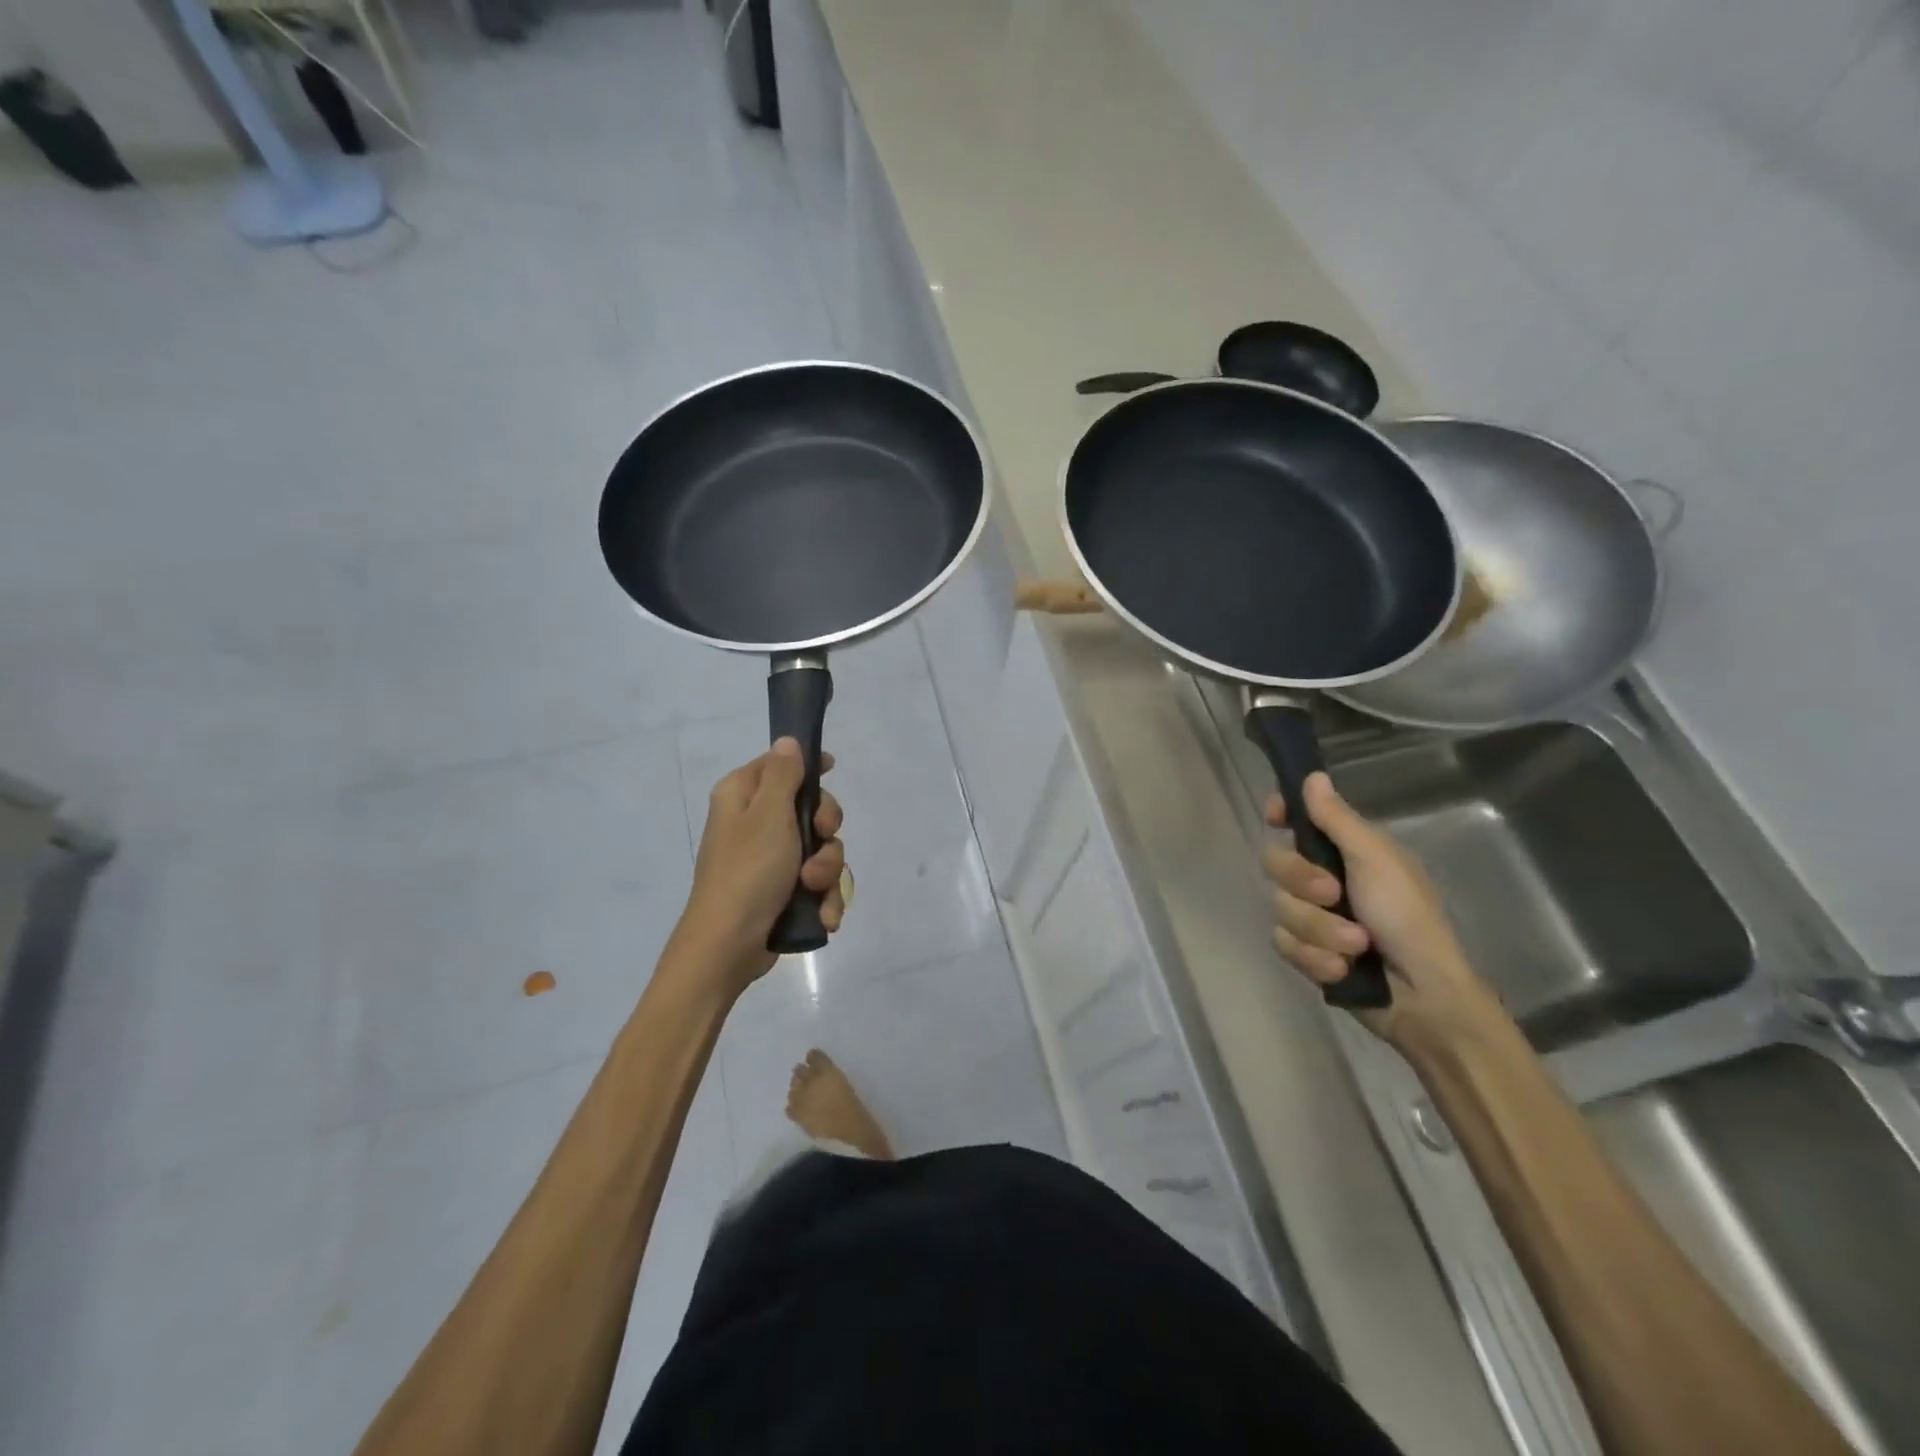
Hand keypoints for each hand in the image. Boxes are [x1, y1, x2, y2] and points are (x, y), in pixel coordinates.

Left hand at [678, 738, 846, 994]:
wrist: (728, 946)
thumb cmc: (748, 870)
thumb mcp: (768, 814)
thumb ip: (783, 775)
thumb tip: (787, 741)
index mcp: (742, 796)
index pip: (779, 765)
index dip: (809, 767)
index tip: (833, 770)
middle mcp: (754, 823)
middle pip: (809, 809)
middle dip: (825, 831)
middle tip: (821, 841)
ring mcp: (769, 860)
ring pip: (820, 850)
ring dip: (826, 871)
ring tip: (813, 889)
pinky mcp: (782, 892)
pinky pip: (817, 883)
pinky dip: (823, 898)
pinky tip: (823, 914)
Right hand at [1263, 772, 1498, 1048]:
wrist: (1423, 995)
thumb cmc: (1408, 917)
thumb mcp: (1376, 861)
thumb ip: (1337, 820)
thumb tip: (1312, 776)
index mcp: (1344, 850)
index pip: (1298, 819)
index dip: (1282, 814)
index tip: (1275, 818)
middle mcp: (1323, 878)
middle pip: (1276, 863)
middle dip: (1303, 883)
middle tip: (1335, 895)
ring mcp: (1313, 916)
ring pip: (1280, 908)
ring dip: (1320, 930)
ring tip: (1356, 946)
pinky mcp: (1307, 952)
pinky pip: (1284, 944)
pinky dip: (1315, 958)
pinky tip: (1342, 969)